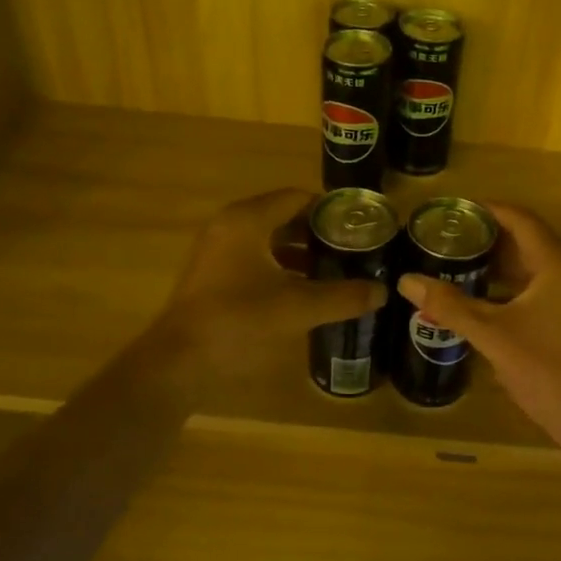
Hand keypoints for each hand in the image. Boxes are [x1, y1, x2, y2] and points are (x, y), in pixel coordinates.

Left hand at [142, 189, 386, 382]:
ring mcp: (218, 250)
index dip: (330, 210)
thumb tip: (382, 292)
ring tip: (336, 268)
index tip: (360, 226)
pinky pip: (254, 258)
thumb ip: (343, 296)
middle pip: (284, 216)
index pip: (297, 198)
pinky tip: (304, 289)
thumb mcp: (298, 308)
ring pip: (269, 240)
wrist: (179, 362)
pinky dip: (280, 266)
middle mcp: (230, 225)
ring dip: (300, 251)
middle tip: (353, 248)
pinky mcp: (213, 274)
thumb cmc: (238, 321)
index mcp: (248, 220)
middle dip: (319, 232)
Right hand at [397, 203, 560, 434]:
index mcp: (558, 264)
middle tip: (452, 238)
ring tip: (461, 263)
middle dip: (491, 237)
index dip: (489, 210)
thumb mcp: (490, 333)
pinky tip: (484, 298)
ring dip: (501, 263)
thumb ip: (449, 304)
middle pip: (529, 240)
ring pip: (536, 266)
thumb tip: (407, 281)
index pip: (522, 220)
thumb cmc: (543, 366)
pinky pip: (542, 286)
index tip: (457, 210)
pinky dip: (513, 286)